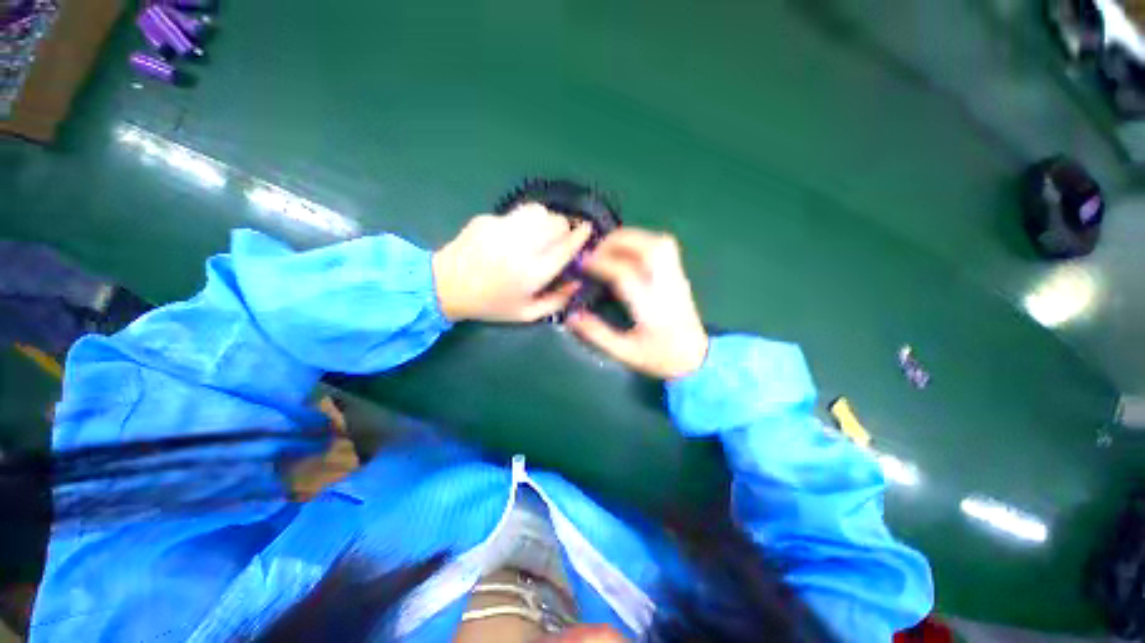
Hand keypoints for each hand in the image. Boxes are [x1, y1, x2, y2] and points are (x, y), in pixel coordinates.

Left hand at [432, 204, 591, 322]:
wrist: (445, 286)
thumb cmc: (490, 304)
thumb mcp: (526, 314)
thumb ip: (556, 301)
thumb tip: (577, 283)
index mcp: (532, 273)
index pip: (565, 247)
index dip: (581, 236)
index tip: (588, 229)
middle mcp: (521, 247)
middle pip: (556, 223)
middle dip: (564, 228)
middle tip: (558, 239)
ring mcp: (502, 229)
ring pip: (538, 210)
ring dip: (546, 219)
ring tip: (539, 232)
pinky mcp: (487, 219)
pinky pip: (515, 214)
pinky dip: (522, 222)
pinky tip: (512, 236)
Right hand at [566, 228, 708, 379]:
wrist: (697, 359)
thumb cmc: (660, 358)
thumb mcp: (624, 353)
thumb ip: (597, 333)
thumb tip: (571, 315)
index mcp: (652, 309)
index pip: (626, 274)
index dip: (602, 264)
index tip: (582, 263)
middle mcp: (667, 288)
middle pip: (649, 249)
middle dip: (618, 241)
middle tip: (596, 250)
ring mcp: (677, 279)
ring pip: (660, 243)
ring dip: (632, 237)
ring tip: (610, 247)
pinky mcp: (680, 276)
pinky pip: (664, 247)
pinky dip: (642, 241)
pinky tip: (627, 251)